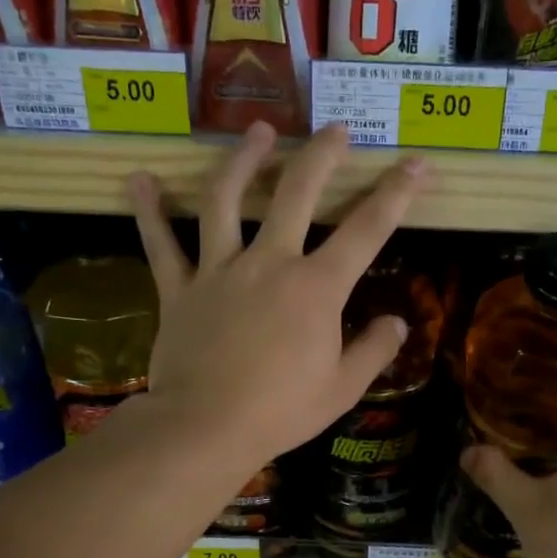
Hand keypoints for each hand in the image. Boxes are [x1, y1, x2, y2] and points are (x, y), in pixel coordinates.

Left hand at [128, 122, 426, 472]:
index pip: (367, 230)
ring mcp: (219, 270)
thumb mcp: (342, 389)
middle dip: (321, 155)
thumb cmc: (281, 412)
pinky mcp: (179, 289)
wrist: (206, 427)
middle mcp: (270, 263)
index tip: (416, 166)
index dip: (397, 194)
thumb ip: (373, 350)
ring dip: (243, 160)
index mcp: (316, 288)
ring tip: (256, 131)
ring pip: (227, 199)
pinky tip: (140, 179)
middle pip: (297, 192)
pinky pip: (161, 244)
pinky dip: (150, 211)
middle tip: (335, 130)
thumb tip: (397, 323)